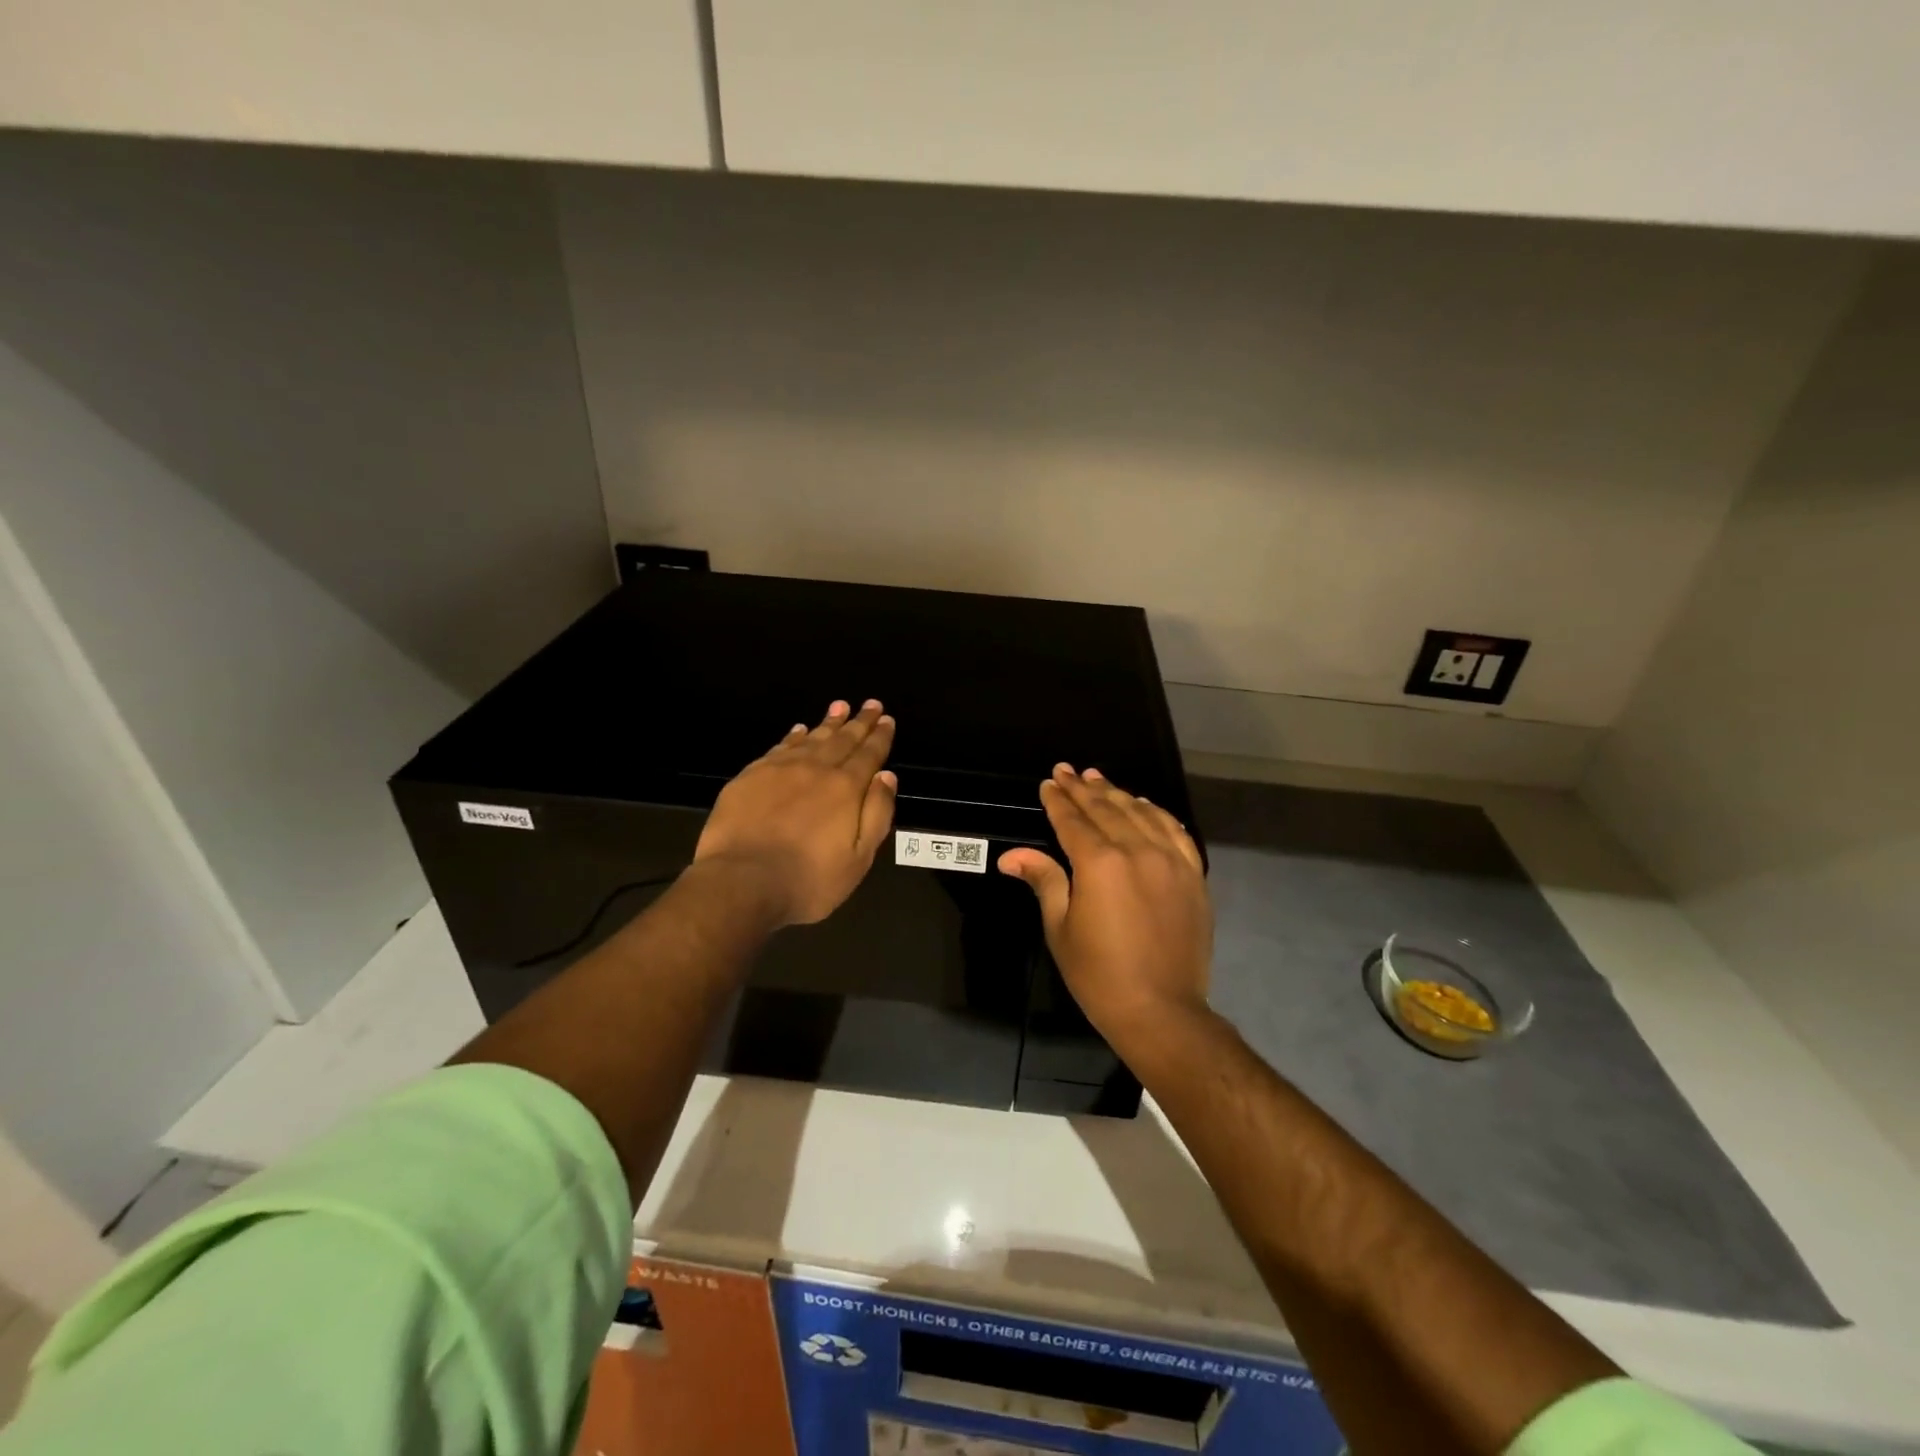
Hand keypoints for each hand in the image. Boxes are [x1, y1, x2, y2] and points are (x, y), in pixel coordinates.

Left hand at [695, 699, 897, 926]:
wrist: (742, 882)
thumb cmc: (808, 879)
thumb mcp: (859, 858)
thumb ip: (877, 814)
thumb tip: (887, 776)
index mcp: (846, 788)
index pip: (869, 755)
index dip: (880, 737)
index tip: (887, 719)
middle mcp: (816, 769)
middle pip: (842, 740)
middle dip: (859, 722)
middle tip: (870, 704)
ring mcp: (780, 770)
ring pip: (811, 738)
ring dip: (828, 723)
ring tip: (839, 706)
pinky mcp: (750, 776)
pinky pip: (779, 748)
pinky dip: (794, 736)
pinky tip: (799, 730)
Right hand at [998, 764, 1211, 1048]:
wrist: (1162, 1010)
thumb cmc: (1099, 974)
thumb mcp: (1060, 927)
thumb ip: (1044, 880)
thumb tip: (1011, 856)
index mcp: (1100, 863)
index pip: (1073, 820)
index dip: (1058, 800)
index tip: (1048, 783)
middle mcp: (1137, 851)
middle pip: (1106, 809)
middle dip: (1083, 788)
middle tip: (1067, 771)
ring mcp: (1170, 860)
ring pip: (1141, 813)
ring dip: (1117, 793)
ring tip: (1098, 778)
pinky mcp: (1193, 875)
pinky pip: (1176, 831)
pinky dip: (1157, 813)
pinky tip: (1144, 805)